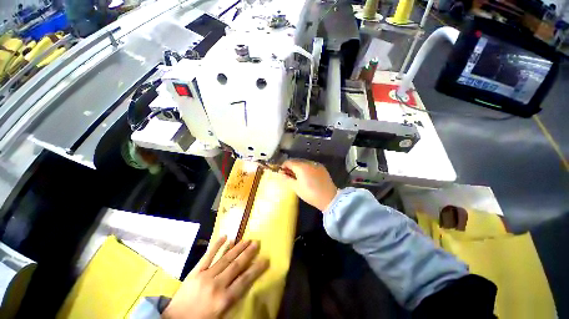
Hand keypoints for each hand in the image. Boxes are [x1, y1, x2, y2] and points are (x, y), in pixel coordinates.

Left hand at [163, 236, 268, 318]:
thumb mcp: (221, 315)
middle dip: (248, 253)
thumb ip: (233, 298)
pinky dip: (217, 245)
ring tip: (246, 239)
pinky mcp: (195, 271)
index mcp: (223, 299)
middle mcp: (216, 285)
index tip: (265, 259)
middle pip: (236, 266)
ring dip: (237, 248)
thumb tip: (245, 283)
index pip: (245, 280)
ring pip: (225, 258)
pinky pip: (208, 256)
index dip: (256, 269)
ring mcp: (205, 276)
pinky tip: (225, 237)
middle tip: (256, 243)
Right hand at [280, 159, 337, 211]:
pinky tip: (306, 176)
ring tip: (297, 176)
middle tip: (288, 175)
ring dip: (298, 167)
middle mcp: (309, 162)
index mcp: (301, 167)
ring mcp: (316, 164)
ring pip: (303, 163)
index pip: (289, 162)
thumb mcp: (296, 187)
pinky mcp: (321, 168)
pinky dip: (306, 168)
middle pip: (296, 161)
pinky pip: (310, 165)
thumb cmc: (310, 194)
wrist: (329, 198)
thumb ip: (287, 179)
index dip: (283, 166)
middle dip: (290, 167)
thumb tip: (280, 174)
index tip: (281, 173)